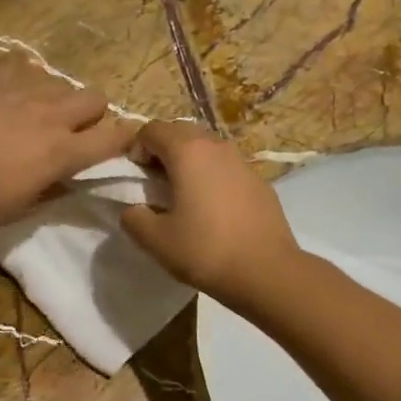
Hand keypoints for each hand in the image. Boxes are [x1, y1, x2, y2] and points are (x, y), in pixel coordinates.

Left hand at [0, 55, 133, 231]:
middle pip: (94, 98)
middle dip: (92, 112)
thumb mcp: (28, 206)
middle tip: (74, 128)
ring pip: (59, 81)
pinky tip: (12, 87)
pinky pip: (19, 63)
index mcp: (64, 152)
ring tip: (37, 109)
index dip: (125, 138)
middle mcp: (52, 116)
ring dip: (56, 96)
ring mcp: (22, 94)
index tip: (125, 139)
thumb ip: (54, 188)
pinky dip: (21, 73)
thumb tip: (67, 179)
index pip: (112, 138)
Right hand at [120, 122, 300, 308]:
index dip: (136, 148)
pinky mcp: (260, 181)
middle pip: (181, 131)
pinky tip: (213, 208)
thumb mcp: (155, 240)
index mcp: (188, 152)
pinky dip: (212, 176)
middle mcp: (216, 146)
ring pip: (207, 147)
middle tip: (154, 182)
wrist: (267, 271)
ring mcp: (242, 162)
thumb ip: (133, 218)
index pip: (152, 129)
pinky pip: (227, 167)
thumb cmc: (206, 251)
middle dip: (162, 150)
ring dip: (189, 161)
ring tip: (183, 194)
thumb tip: (133, 209)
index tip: (134, 176)